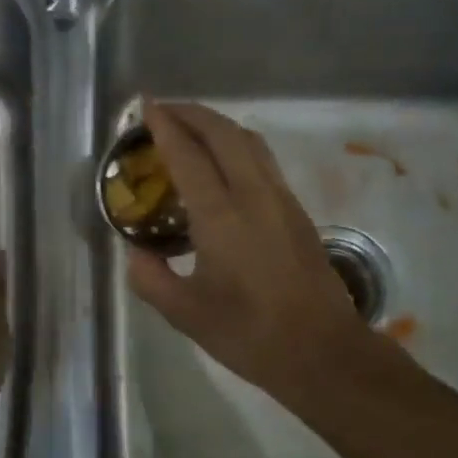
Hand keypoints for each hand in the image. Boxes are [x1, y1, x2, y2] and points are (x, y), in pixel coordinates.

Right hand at [127, 100, 379, 405]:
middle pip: (223, 133)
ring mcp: (281, 199)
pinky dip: (237, 146)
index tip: (146, 106)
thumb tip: (136, 254)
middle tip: (164, 111)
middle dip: (192, 113)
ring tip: (192, 129)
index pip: (188, 155)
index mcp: (222, 216)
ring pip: (249, 142)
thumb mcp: (186, 315)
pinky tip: (224, 164)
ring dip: (218, 125)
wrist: (321, 350)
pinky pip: (263, 161)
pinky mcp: (297, 211)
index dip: (164, 126)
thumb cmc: (250, 334)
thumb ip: (151, 279)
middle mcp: (254, 195)